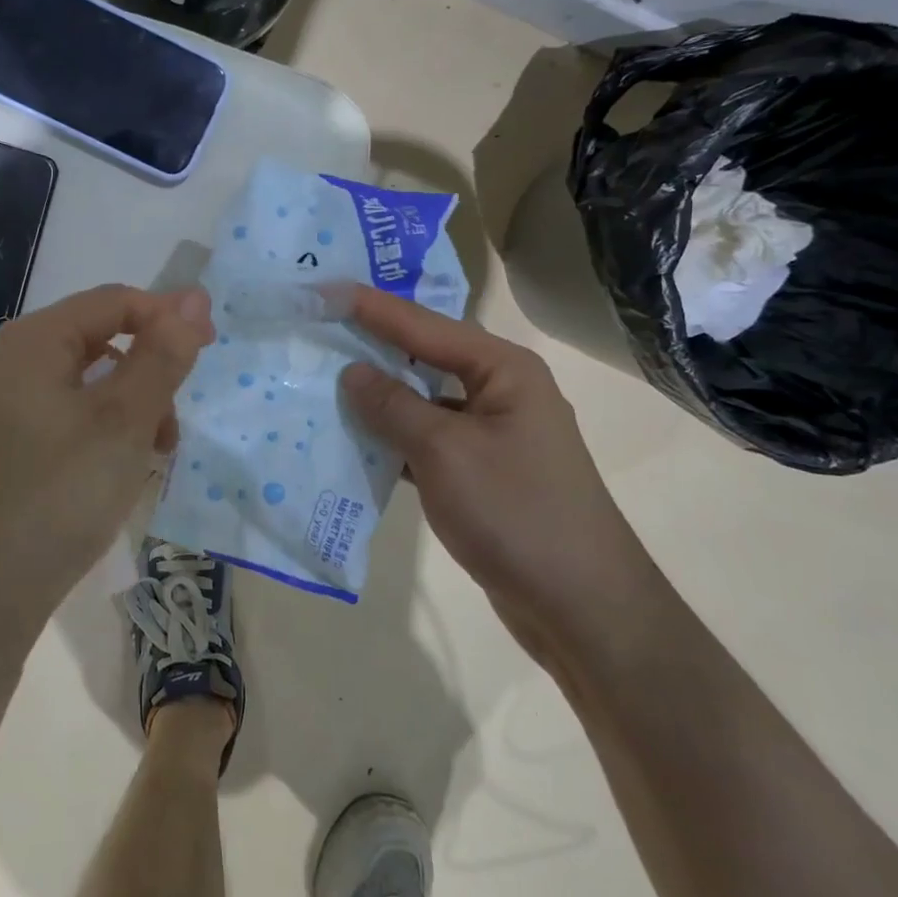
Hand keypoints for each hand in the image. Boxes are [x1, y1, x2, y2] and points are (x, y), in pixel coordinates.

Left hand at [0, 284, 213, 626]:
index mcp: (31, 341)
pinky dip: (98, 433)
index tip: (207, 353)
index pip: (113, 301)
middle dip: (146, 375)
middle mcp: (6, 363)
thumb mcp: (126, 419)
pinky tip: (114, 474)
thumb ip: (163, 354)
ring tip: (149, 458)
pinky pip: (61, 418)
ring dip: (127, 409)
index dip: (166, 318)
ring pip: (82, 385)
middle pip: (97, 342)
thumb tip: (194, 297)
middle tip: (171, 427)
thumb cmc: (60, 492)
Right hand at [339, 286, 654, 660]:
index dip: (370, 308)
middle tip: (317, 329)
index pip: (423, 325)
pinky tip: (353, 440)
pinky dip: (392, 439)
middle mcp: (500, 391)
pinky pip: (426, 440)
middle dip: (371, 347)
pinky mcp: (480, 472)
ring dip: (378, 398)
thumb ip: (393, 406)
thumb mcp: (445, 452)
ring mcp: (491, 434)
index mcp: (502, 369)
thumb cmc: (515, 512)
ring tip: (322, 381)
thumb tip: (352, 371)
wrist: (580, 606)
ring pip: (422, 402)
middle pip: (424, 357)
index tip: (323, 290)